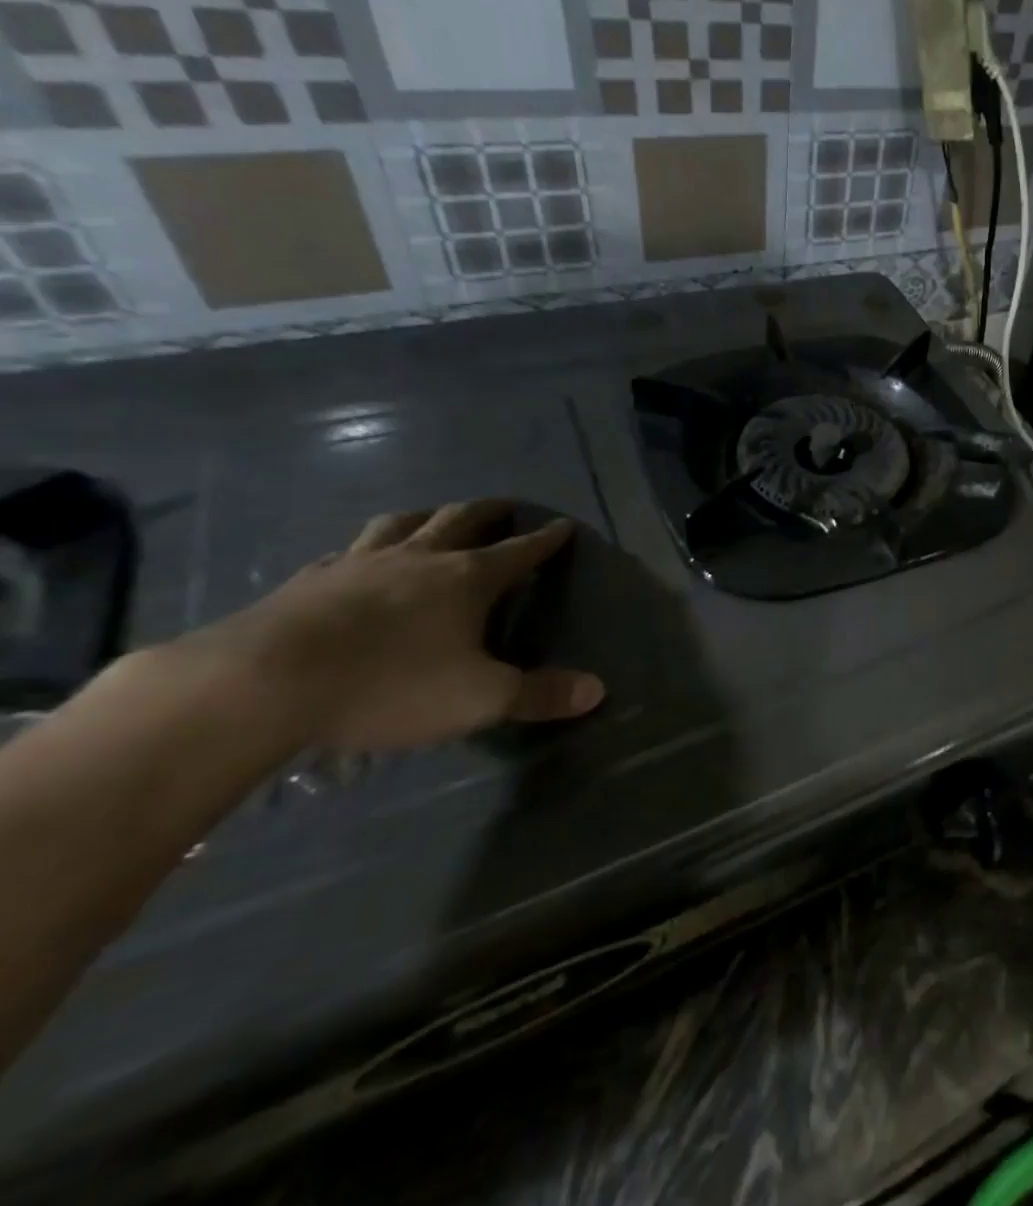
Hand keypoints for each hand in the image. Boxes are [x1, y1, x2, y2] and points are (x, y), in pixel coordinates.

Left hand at [166, 500, 604, 751]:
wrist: (262, 684)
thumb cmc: (389, 685)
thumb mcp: (479, 699)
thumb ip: (539, 694)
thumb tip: (598, 690)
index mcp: (467, 579)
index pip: (520, 551)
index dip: (545, 540)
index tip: (564, 525)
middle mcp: (419, 559)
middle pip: (461, 519)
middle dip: (489, 511)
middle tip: (505, 506)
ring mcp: (359, 564)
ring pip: (401, 524)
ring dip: (426, 516)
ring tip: (434, 516)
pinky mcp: (308, 582)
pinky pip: (346, 553)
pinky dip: (364, 550)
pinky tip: (356, 561)